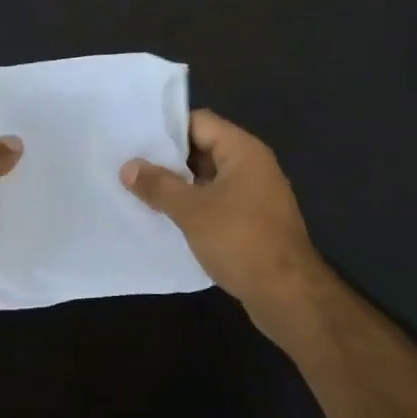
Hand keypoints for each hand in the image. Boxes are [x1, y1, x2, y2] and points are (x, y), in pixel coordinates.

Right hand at [121, 109, 330, 344]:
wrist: (288, 295)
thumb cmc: (240, 240)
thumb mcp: (192, 211)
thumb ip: (159, 185)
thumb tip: (128, 167)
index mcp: (243, 151)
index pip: (200, 122)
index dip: (167, 128)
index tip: (135, 138)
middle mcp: (252, 166)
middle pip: (204, 148)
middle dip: (168, 158)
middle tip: (130, 165)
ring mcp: (255, 195)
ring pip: (208, 179)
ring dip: (179, 185)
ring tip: (140, 190)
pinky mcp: (253, 222)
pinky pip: (217, 202)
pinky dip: (193, 206)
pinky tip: (166, 217)